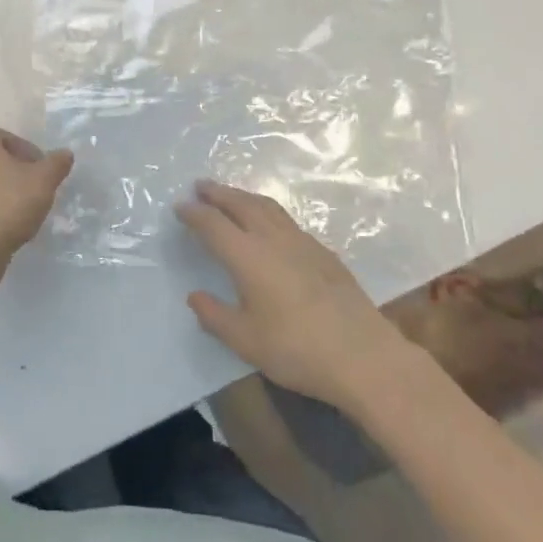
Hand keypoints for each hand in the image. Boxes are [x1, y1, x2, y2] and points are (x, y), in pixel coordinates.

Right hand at [178, 180, 409, 410]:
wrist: (363, 355)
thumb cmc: (297, 350)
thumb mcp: (246, 341)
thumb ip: (215, 316)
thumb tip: (195, 296)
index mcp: (248, 256)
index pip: (213, 225)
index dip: (194, 213)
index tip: (179, 206)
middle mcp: (273, 239)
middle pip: (240, 204)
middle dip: (218, 193)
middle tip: (200, 186)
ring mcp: (301, 242)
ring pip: (266, 207)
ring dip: (243, 196)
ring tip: (230, 195)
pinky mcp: (323, 251)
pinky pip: (286, 219)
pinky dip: (267, 210)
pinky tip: (269, 223)